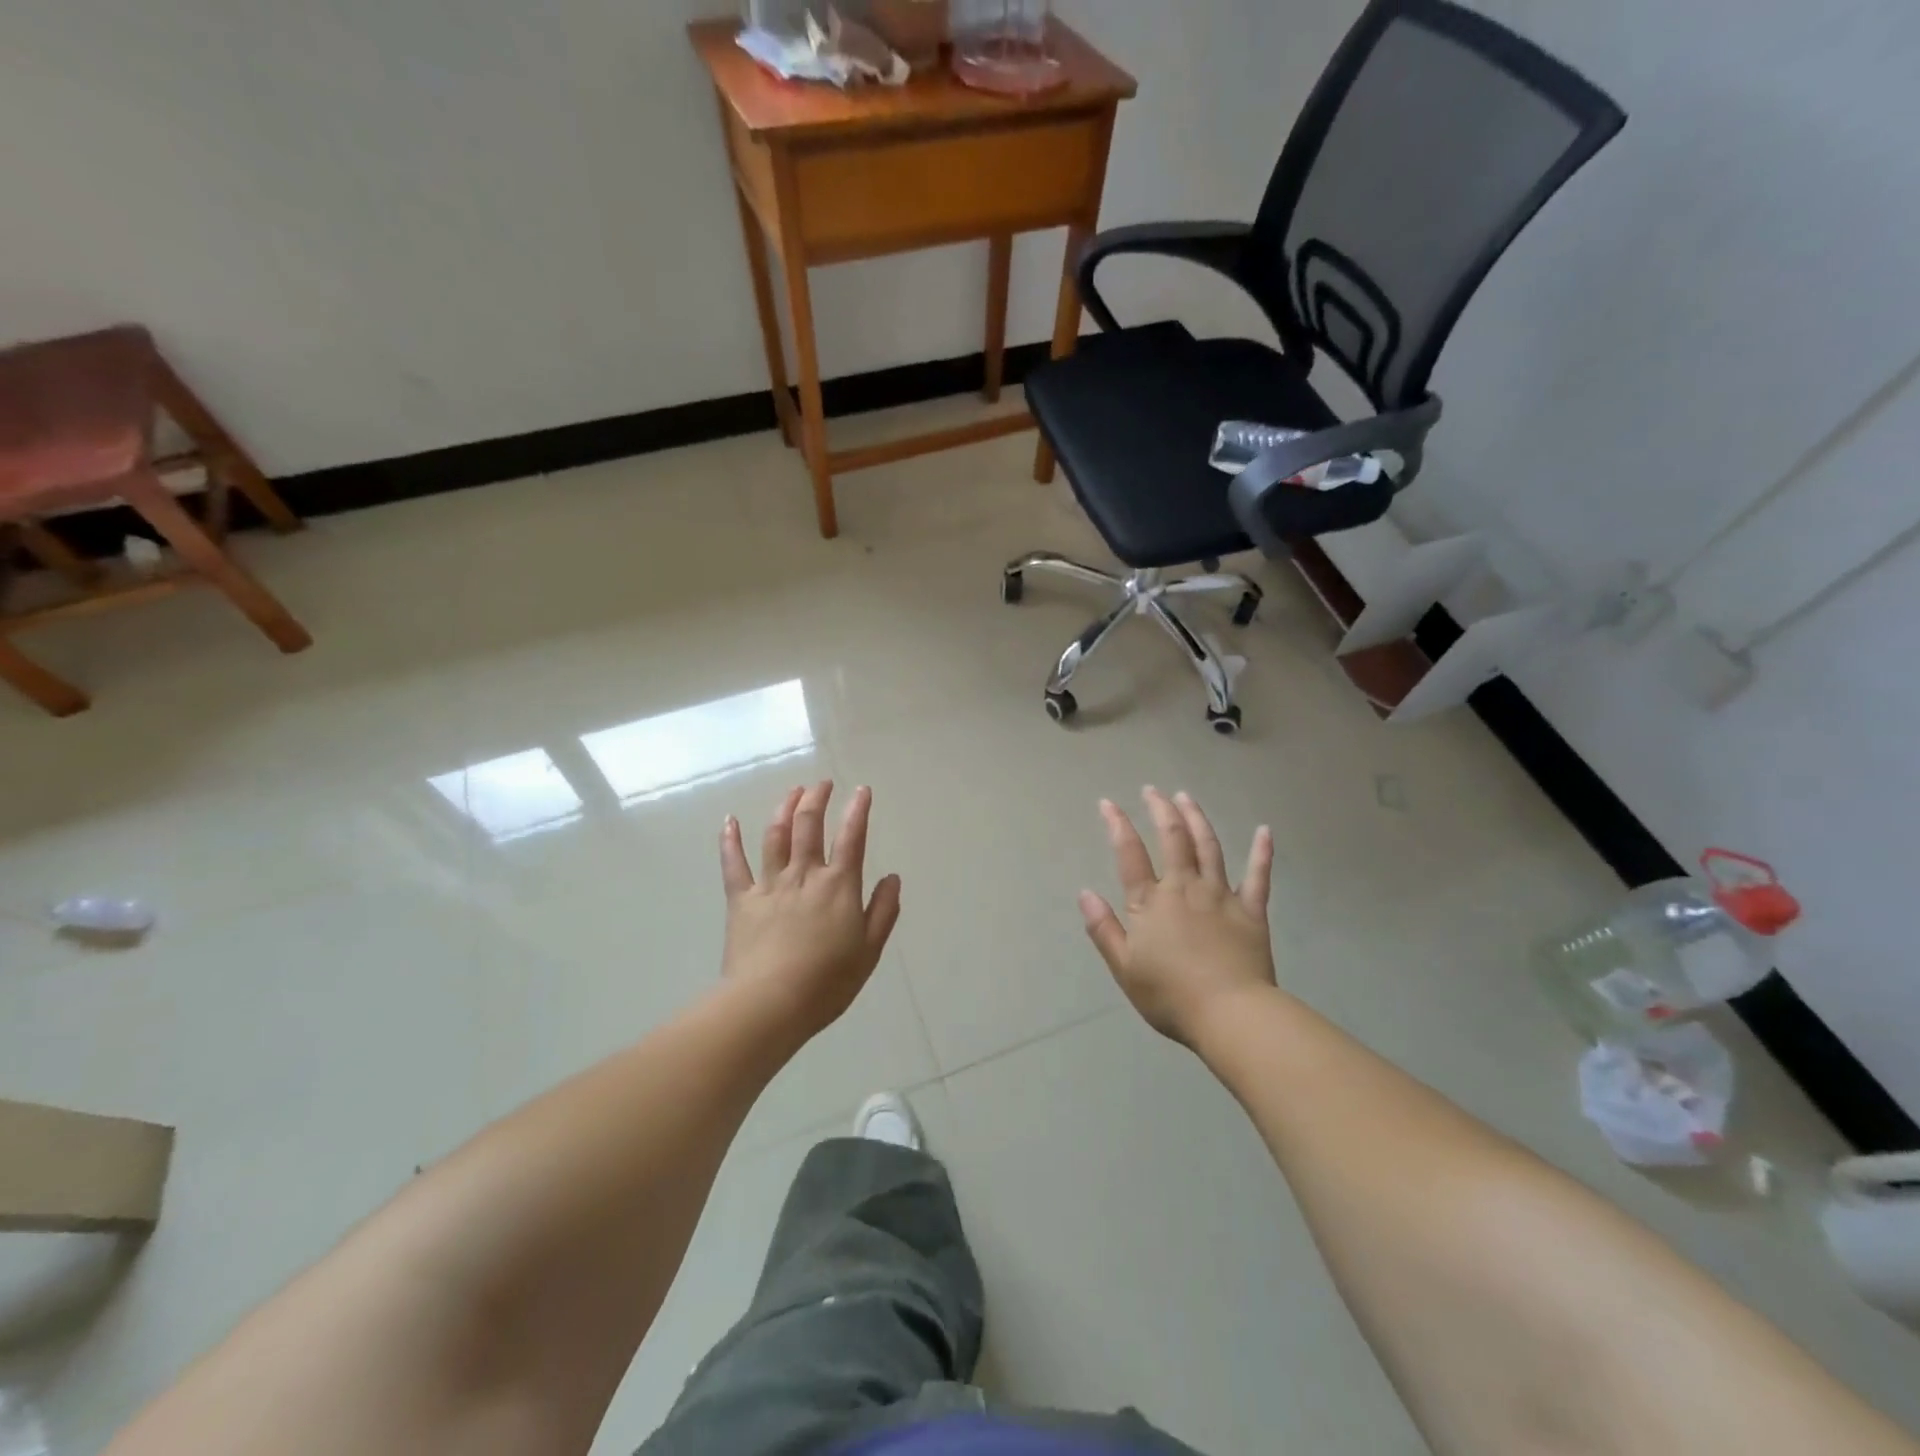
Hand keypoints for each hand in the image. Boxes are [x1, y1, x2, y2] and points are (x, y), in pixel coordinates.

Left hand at [719, 781, 902, 1040]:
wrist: (770, 1003)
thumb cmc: (827, 982)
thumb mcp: (869, 951)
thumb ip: (883, 911)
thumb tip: (892, 878)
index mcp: (839, 886)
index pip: (852, 837)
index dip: (858, 810)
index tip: (861, 790)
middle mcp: (804, 875)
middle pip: (810, 825)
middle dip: (817, 798)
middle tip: (822, 784)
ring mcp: (770, 884)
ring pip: (775, 835)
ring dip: (784, 808)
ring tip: (792, 791)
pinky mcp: (741, 900)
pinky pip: (734, 864)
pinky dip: (730, 840)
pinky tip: (729, 821)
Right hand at [1079, 788, 1275, 1045]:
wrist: (1230, 1013)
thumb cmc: (1170, 995)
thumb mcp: (1124, 967)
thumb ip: (1104, 928)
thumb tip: (1085, 893)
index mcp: (1151, 902)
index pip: (1130, 854)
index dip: (1117, 825)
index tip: (1109, 803)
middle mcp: (1185, 888)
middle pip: (1173, 838)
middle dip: (1161, 809)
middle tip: (1153, 790)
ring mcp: (1221, 896)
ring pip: (1209, 847)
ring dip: (1197, 818)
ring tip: (1187, 797)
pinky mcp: (1251, 910)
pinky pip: (1258, 876)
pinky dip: (1262, 852)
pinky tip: (1264, 831)